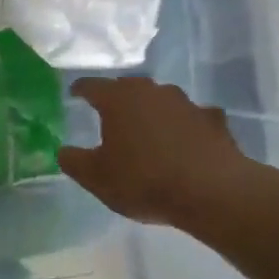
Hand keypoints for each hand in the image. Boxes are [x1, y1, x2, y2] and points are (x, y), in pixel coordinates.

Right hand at [57, 77, 260, 231]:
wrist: (213, 192)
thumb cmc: (144, 180)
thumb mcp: (96, 178)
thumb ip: (74, 161)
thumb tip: (64, 151)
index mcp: (118, 100)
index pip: (92, 86)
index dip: (80, 90)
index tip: (74, 94)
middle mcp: (152, 92)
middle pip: (129, 88)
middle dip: (117, 98)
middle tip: (108, 113)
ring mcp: (187, 104)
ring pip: (161, 101)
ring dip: (151, 111)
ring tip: (146, 129)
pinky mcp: (214, 121)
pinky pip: (192, 119)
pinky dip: (184, 126)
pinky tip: (184, 142)